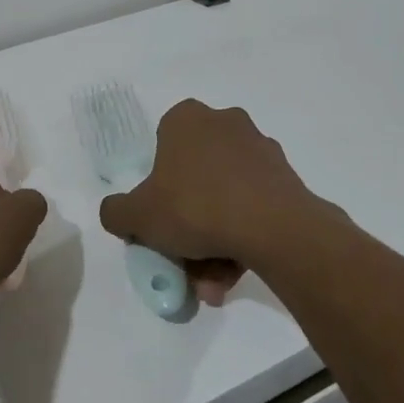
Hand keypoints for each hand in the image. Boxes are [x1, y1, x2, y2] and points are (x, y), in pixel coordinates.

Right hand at [97, 100, 339, 304]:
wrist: (274, 227)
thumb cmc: (195, 207)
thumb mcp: (138, 216)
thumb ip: (116, 212)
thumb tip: (118, 214)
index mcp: (186, 119)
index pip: (161, 150)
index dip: (156, 188)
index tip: (159, 221)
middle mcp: (224, 123)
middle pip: (195, 179)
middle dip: (188, 226)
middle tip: (184, 262)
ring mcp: (259, 148)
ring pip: (225, 197)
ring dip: (214, 241)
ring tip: (213, 283)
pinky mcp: (286, 176)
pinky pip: (253, 206)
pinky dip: (242, 237)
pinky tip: (236, 272)